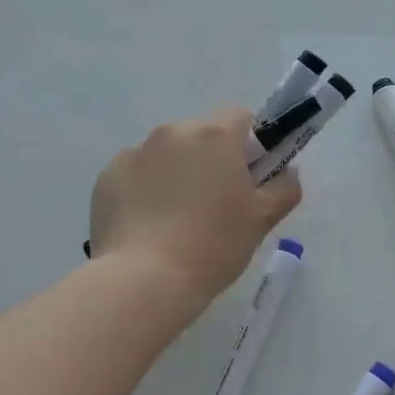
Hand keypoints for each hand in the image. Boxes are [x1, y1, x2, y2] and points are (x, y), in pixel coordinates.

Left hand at [89, 108, 301, 307]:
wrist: (145, 278)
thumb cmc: (214, 245)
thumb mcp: (262, 220)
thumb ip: (284, 188)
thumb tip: (287, 173)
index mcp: (215, 135)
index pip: (241, 116)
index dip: (249, 143)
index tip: (248, 177)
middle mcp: (173, 133)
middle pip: (201, 134)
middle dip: (210, 158)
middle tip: (214, 203)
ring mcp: (135, 153)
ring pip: (166, 153)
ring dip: (176, 172)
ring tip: (176, 219)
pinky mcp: (108, 177)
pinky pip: (136, 173)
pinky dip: (145, 189)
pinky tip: (149, 225)